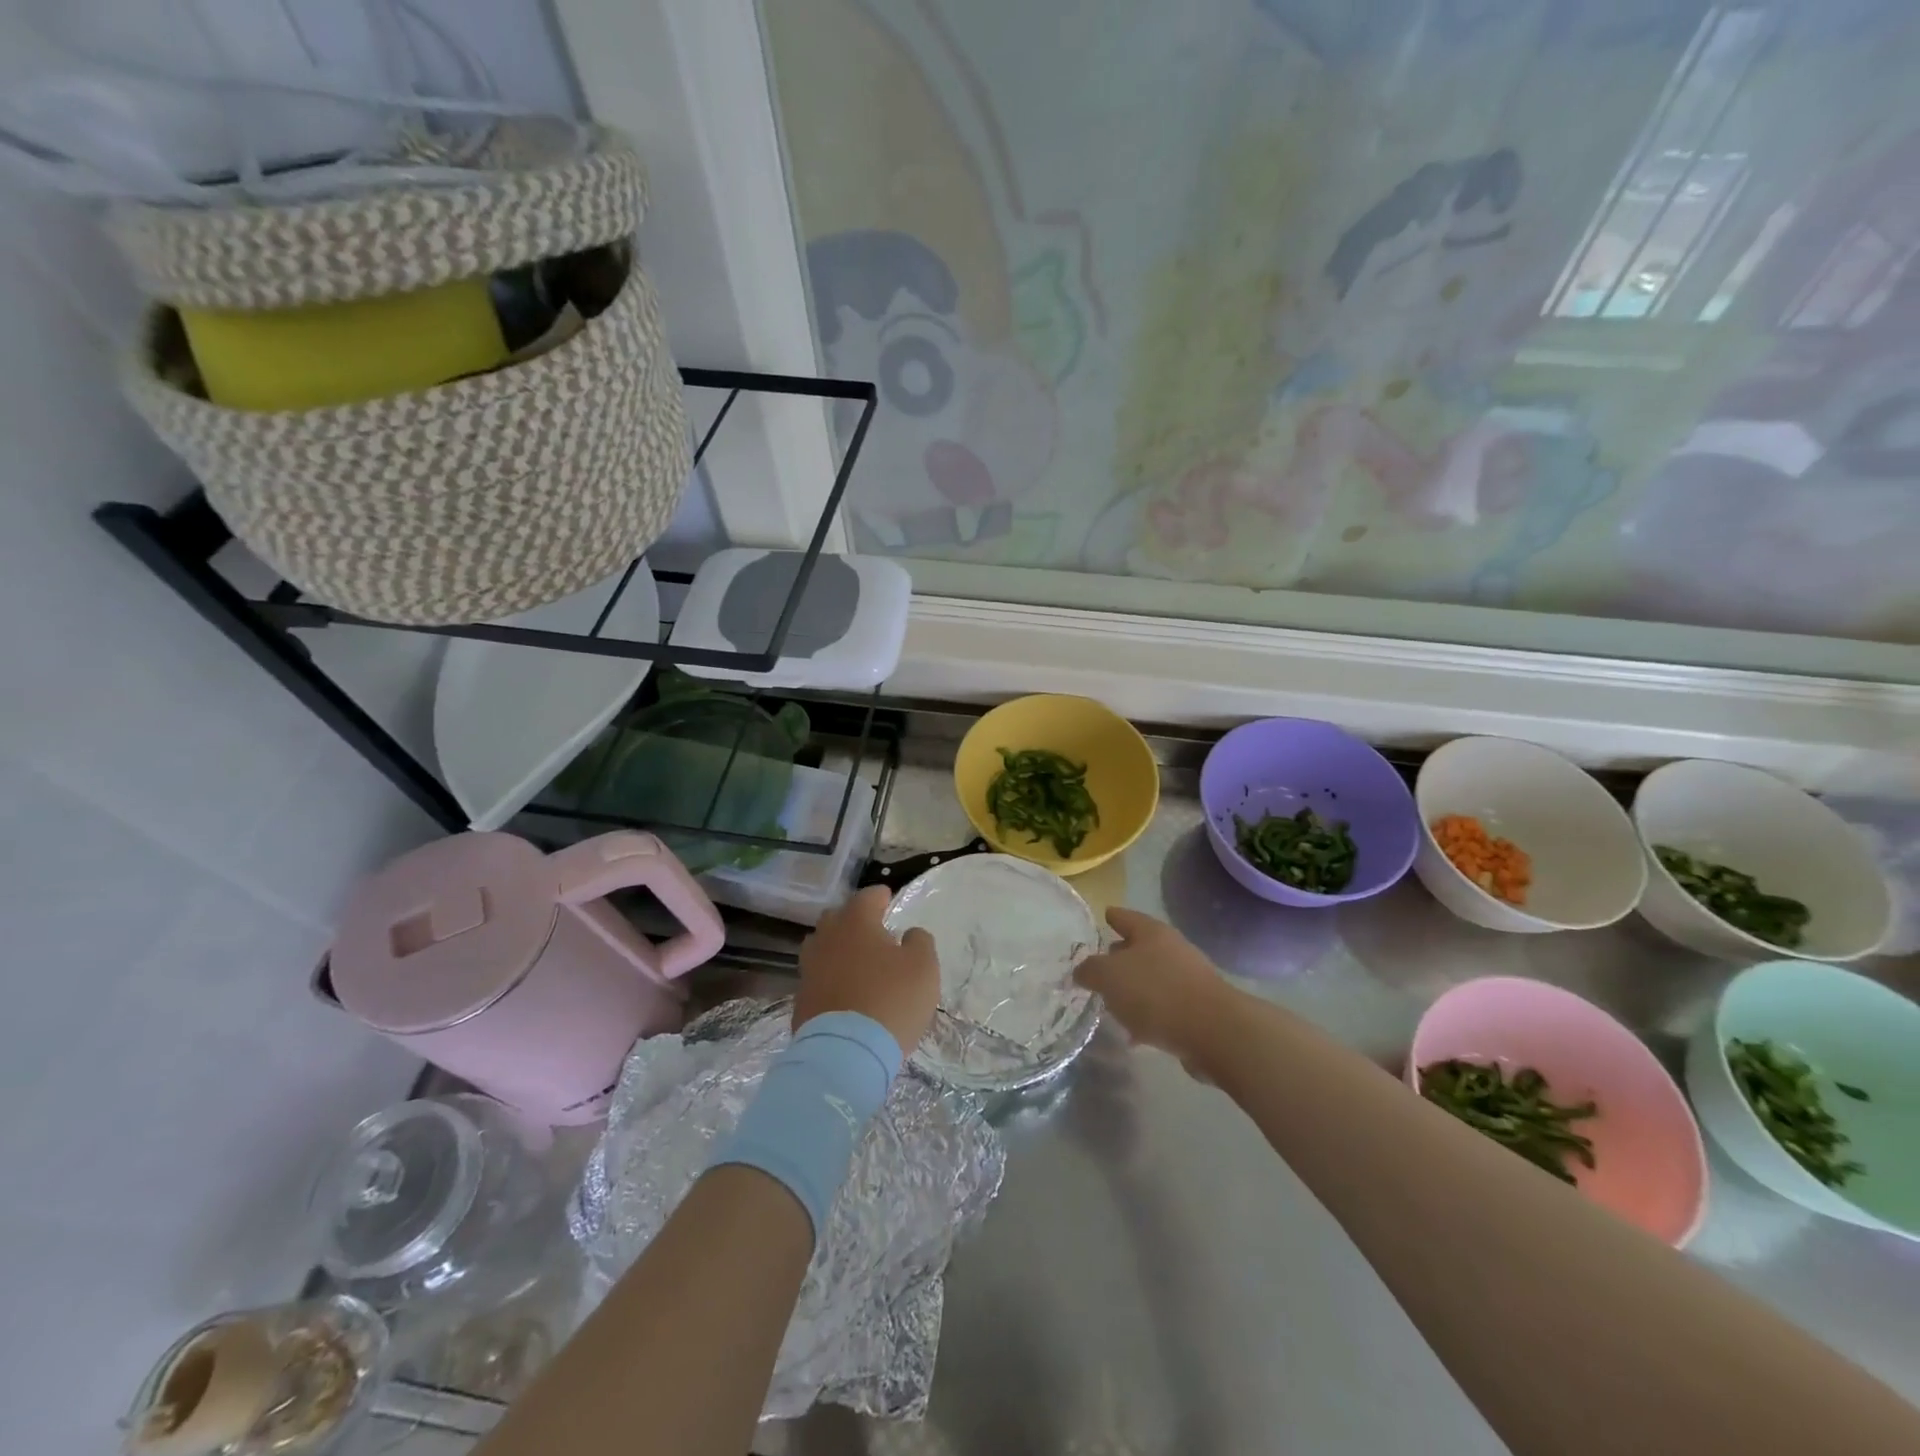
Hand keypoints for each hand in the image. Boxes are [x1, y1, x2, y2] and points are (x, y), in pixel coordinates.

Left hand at [794, 885, 940, 1055]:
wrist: (845, 1054)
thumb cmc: (891, 1000)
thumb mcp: (923, 967)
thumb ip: (919, 942)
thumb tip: (909, 934)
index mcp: (856, 923)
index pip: (867, 896)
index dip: (881, 897)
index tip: (889, 900)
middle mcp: (827, 938)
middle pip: (837, 918)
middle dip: (854, 920)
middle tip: (873, 932)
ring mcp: (809, 969)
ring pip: (822, 947)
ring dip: (838, 949)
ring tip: (856, 962)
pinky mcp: (801, 999)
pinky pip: (817, 978)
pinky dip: (830, 979)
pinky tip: (845, 992)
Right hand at [1074, 908, 1236, 1070]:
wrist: (1213, 1032)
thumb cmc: (1156, 992)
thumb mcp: (1109, 976)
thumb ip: (1090, 970)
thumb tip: (1082, 971)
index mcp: (1152, 933)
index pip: (1126, 917)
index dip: (1113, 916)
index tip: (1104, 915)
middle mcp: (1172, 950)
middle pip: (1141, 948)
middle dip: (1120, 956)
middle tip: (1099, 966)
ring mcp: (1188, 980)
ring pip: (1152, 980)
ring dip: (1134, 990)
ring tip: (1112, 1005)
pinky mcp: (1197, 1011)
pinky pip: (1164, 1009)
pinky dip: (1148, 1017)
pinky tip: (1134, 1035)